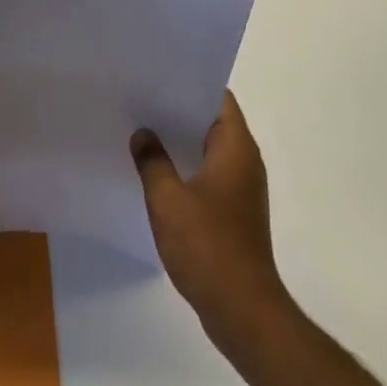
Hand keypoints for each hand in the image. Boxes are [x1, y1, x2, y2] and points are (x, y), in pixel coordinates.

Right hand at [133, 91, 292, 356]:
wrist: (243, 310)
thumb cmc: (208, 246)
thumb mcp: (168, 199)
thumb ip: (152, 161)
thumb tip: (143, 134)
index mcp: (235, 147)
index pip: (218, 98)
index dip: (190, 83)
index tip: (158, 75)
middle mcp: (245, 161)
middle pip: (212, 121)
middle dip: (179, 110)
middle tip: (141, 99)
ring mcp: (242, 189)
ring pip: (209, 150)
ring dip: (181, 141)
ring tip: (143, 131)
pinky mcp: (235, 213)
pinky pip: (209, 175)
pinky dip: (187, 168)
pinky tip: (157, 174)